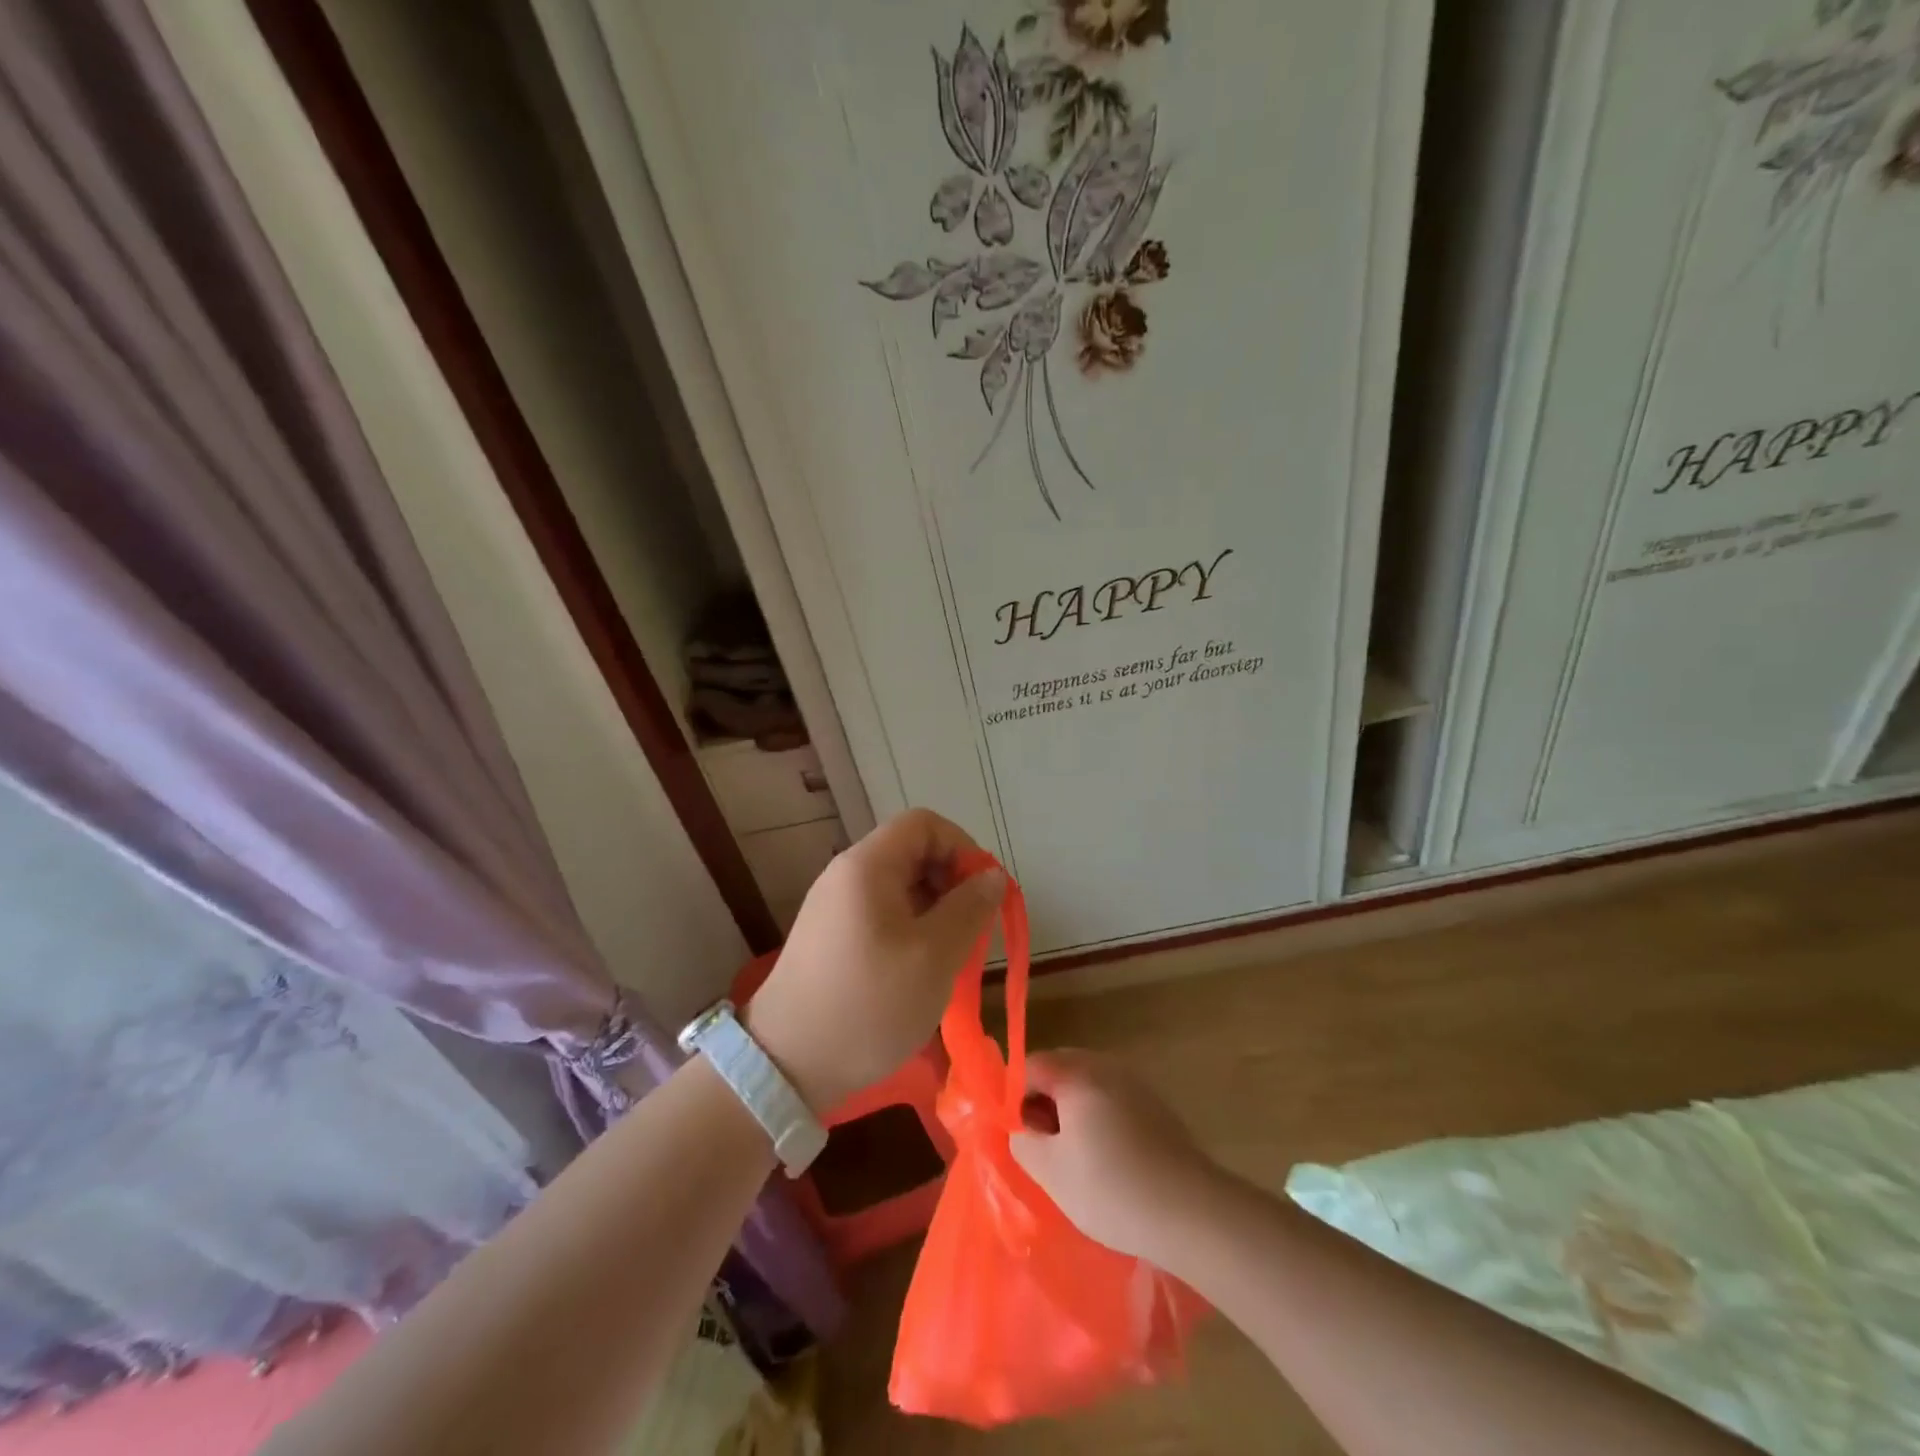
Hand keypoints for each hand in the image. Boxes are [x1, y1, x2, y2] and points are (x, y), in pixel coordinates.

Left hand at [744, 809, 1003, 1113]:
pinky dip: (909, 929)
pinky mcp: (829, 937)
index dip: (962, 848)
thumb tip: (993, 876)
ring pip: (898, 886)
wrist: (787, 1064)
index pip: (924, 824)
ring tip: (949, 956)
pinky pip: (880, 913)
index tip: (982, 893)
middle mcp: (846, 874)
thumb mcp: (935, 956)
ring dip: (933, 910)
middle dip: (950, 882)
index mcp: (868, 865)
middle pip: (911, 852)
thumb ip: (970, 908)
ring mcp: (833, 906)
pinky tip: (918, 970)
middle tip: (971, 929)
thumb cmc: (870, 1004)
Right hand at [1010, 1050, 1219, 1263]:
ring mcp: (1135, 1082)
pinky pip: (1113, 1098)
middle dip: (1044, 1101)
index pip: (1030, 1066)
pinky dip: (1099, 1117)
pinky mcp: (1156, 1105)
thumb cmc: (1111, 1190)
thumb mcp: (1051, 1173)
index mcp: (1077, 1074)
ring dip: (1072, 1110)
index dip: (1014, 1096)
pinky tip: (1107, 1158)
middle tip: (1041, 1145)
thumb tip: (1020, 1128)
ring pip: (1088, 1084)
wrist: (1192, 1213)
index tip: (1018, 1134)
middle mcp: (1106, 1066)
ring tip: (1072, 1155)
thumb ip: (1024, 1142)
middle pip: (1061, 1069)